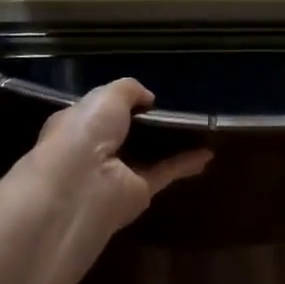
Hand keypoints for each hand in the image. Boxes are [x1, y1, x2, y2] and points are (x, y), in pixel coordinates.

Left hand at [11, 78, 210, 243]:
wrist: (80, 187)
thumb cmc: (84, 132)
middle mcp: (95, 150)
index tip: (146, 95)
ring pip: (148, 154)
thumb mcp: (107, 96)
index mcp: (77, 124)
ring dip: (169, 144)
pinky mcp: (139, 193)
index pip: (98, 111)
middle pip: (126, 134)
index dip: (119, 102)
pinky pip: (166, 172)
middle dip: (147, 123)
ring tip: (197, 129)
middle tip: (176, 108)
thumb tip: (149, 98)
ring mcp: (118, 173)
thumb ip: (129, 90)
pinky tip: (207, 154)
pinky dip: (186, 163)